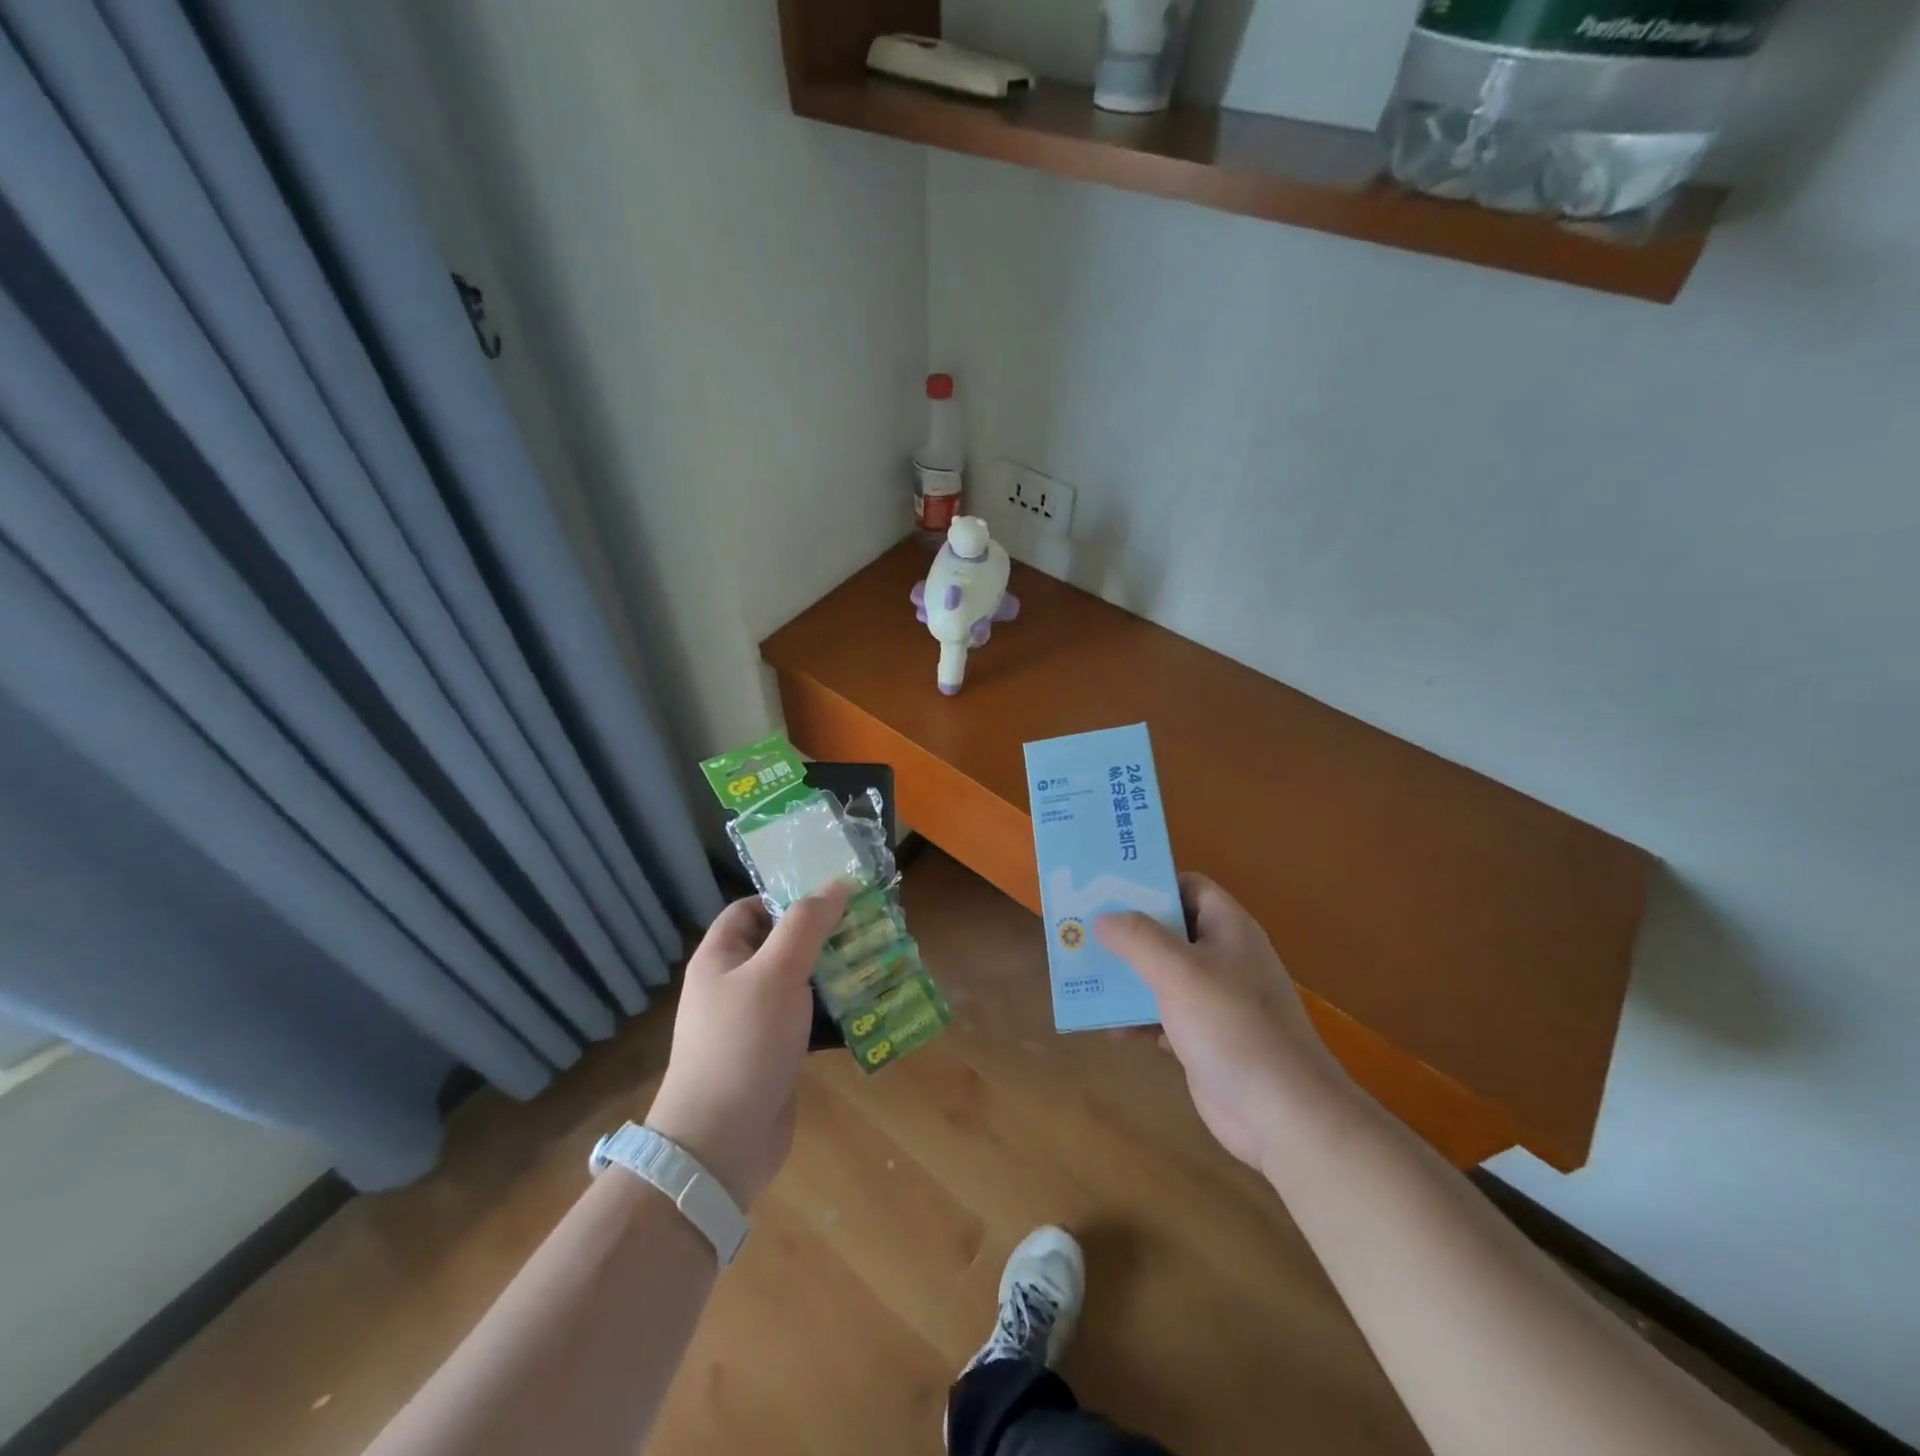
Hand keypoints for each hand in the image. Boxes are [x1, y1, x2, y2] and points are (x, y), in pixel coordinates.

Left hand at [645, 883, 848, 1209]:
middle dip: (824, 935)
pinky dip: (835, 1011)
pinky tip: (868, 1007)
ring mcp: (754, 1022)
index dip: (788, 897)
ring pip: (800, 983)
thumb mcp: (776, 972)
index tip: (832, 897)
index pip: (751, 908)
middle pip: (781, 944)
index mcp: (721, 957)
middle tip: (868, 926)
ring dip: (835, 973)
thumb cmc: (743, 1043)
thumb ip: (807, 925)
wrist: (721, 1142)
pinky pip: (808, 1019)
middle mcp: (734, 984)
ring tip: (877, 960)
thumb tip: (836, 884)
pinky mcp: (775, 1053)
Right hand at [1096, 874, 1346, 1170]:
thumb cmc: (1232, 1027)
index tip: (1109, 890)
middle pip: (1169, 930)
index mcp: (1228, 929)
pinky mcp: (1205, 1037)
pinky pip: (1163, 1014)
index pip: (1189, 886)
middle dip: (1127, 933)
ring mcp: (1216, 1000)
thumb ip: (1138, 938)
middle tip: (1084, 931)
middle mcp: (1223, 957)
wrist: (1283, 1114)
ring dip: (1127, 977)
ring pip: (1162, 974)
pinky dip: (1138, 1017)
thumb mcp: (1179, 972)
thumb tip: (1103, 917)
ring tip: (1087, 977)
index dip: (1152, 884)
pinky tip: (1111, 1029)